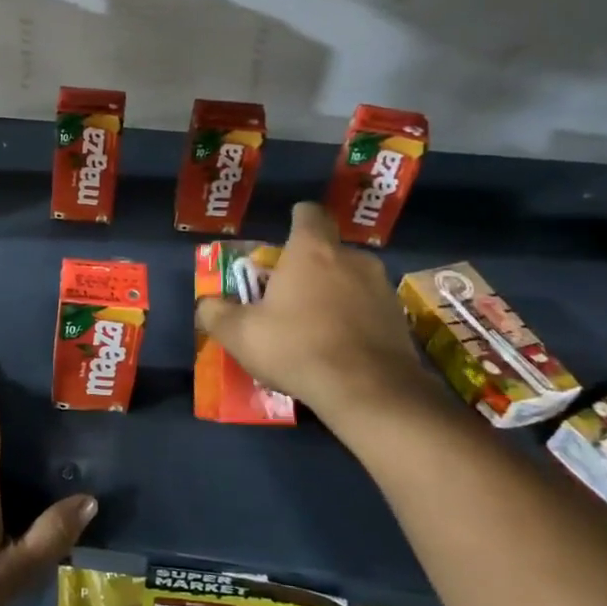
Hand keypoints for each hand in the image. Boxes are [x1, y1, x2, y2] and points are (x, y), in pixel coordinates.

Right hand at [196, 202, 430, 432]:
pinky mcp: (399, 318)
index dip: (296, 220)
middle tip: (288, 295)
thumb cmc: (297, 347)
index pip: (308, 213)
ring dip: (333, 294)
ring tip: (314, 326)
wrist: (370, 391)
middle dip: (309, 267)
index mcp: (312, 250)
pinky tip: (339, 347)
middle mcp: (352, 258)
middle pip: (328, 250)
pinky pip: (368, 308)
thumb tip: (207, 304)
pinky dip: (354, 319)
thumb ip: (216, 313)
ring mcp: (381, 287)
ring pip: (350, 279)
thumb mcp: (240, 334)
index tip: (283, 241)